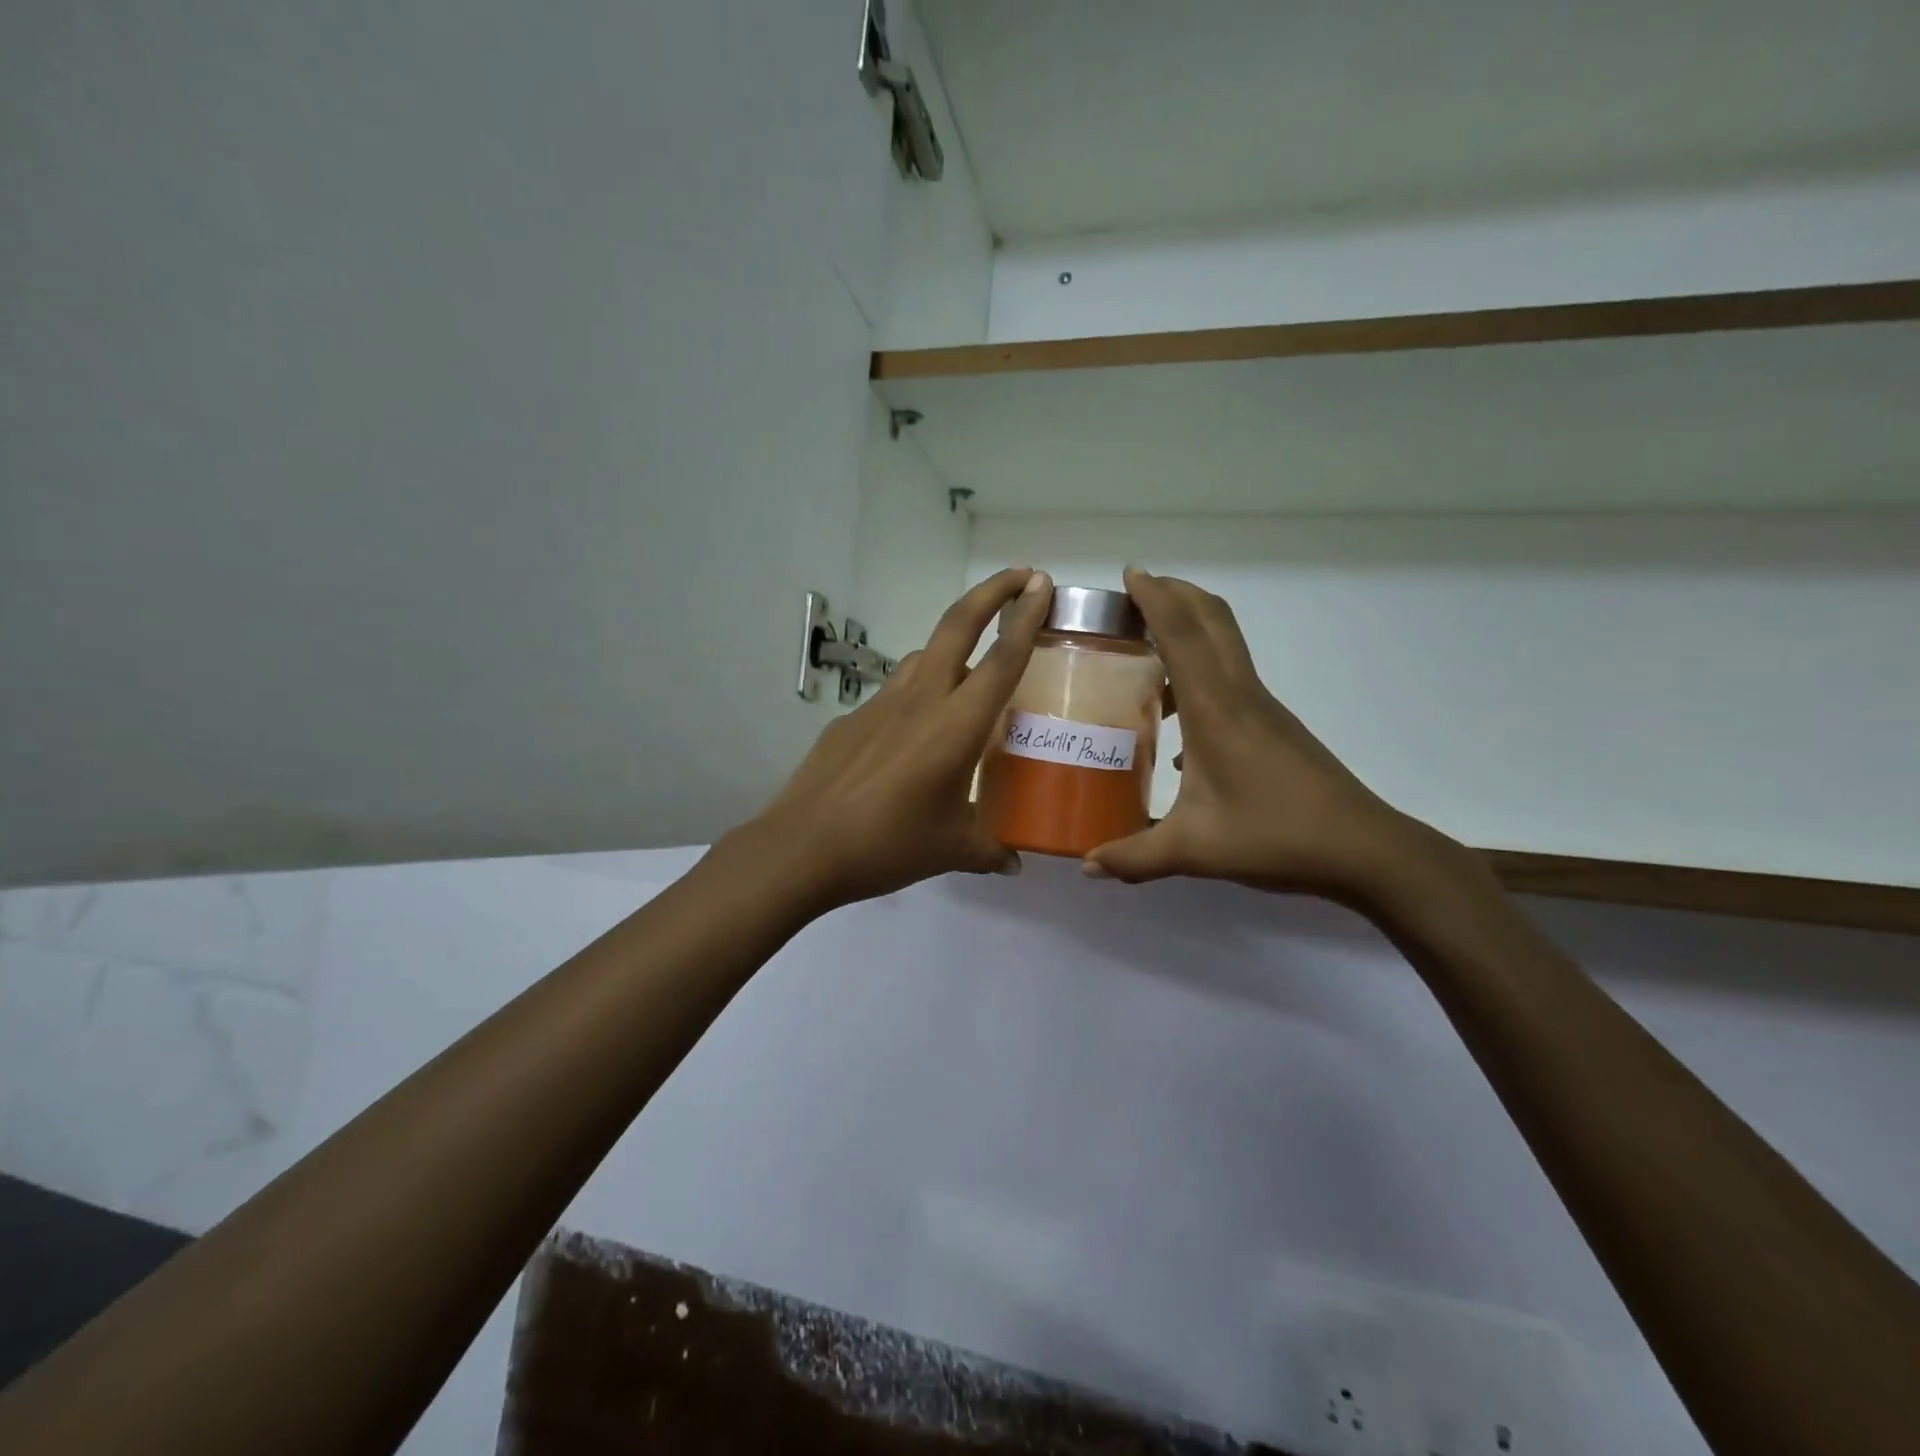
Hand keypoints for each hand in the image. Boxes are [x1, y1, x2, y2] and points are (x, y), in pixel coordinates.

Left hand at [745, 568, 1053, 911]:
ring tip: (967, 677)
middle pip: (957, 625)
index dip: (1026, 617)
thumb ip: (990, 850)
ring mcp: (880, 703)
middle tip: (1022, 576)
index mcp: (956, 726)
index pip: (1001, 659)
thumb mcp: (950, 851)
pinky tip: (911, 737)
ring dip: (950, 649)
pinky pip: (893, 693)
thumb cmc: (887, 845)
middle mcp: (920, 700)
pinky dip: (915, 696)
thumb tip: (1014, 864)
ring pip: (923, 656)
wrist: (802, 846)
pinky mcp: (851, 718)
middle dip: (992, 591)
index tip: (1042, 584)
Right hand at [1084, 568, 1445, 908]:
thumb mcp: (1195, 850)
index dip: (1155, 597)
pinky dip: (1201, 670)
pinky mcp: (1274, 726)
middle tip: (1135, 593)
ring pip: (1225, 645)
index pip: (1182, 634)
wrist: (1363, 849)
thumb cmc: (1276, 838)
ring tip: (1147, 646)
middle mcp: (1240, 695)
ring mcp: (1263, 708)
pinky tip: (1178, 719)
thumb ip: (1135, 857)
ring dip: (1190, 628)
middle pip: (1211, 619)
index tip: (1130, 573)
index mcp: (1216, 710)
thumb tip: (1086, 864)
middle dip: (1175, 593)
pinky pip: (1231, 678)